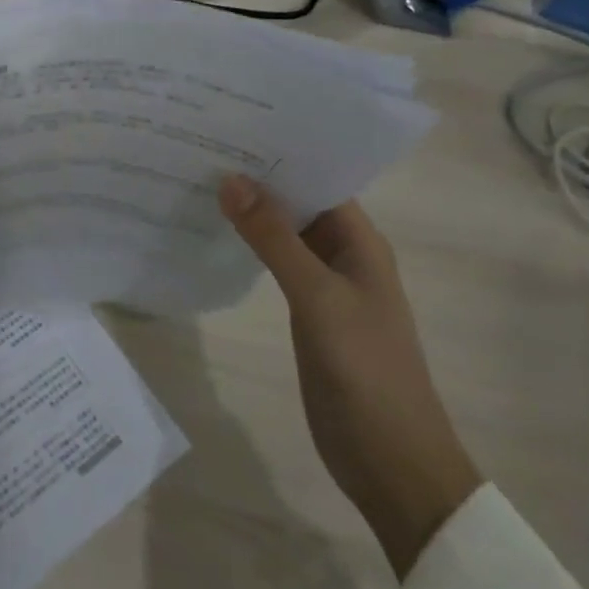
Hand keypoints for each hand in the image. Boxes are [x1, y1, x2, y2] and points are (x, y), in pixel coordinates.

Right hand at [219, 176, 481, 577]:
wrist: (390, 463)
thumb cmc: (366, 372)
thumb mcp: (318, 299)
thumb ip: (274, 240)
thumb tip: (230, 179)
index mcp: (361, 242)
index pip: (318, 178)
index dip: (279, 153)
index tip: (230, 125)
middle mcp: (344, 254)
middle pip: (298, 202)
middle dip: (257, 177)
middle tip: (200, 145)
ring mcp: (325, 284)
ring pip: (284, 233)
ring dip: (250, 211)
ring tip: (198, 178)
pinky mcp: (307, 311)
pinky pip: (276, 264)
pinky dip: (249, 246)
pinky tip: (214, 233)